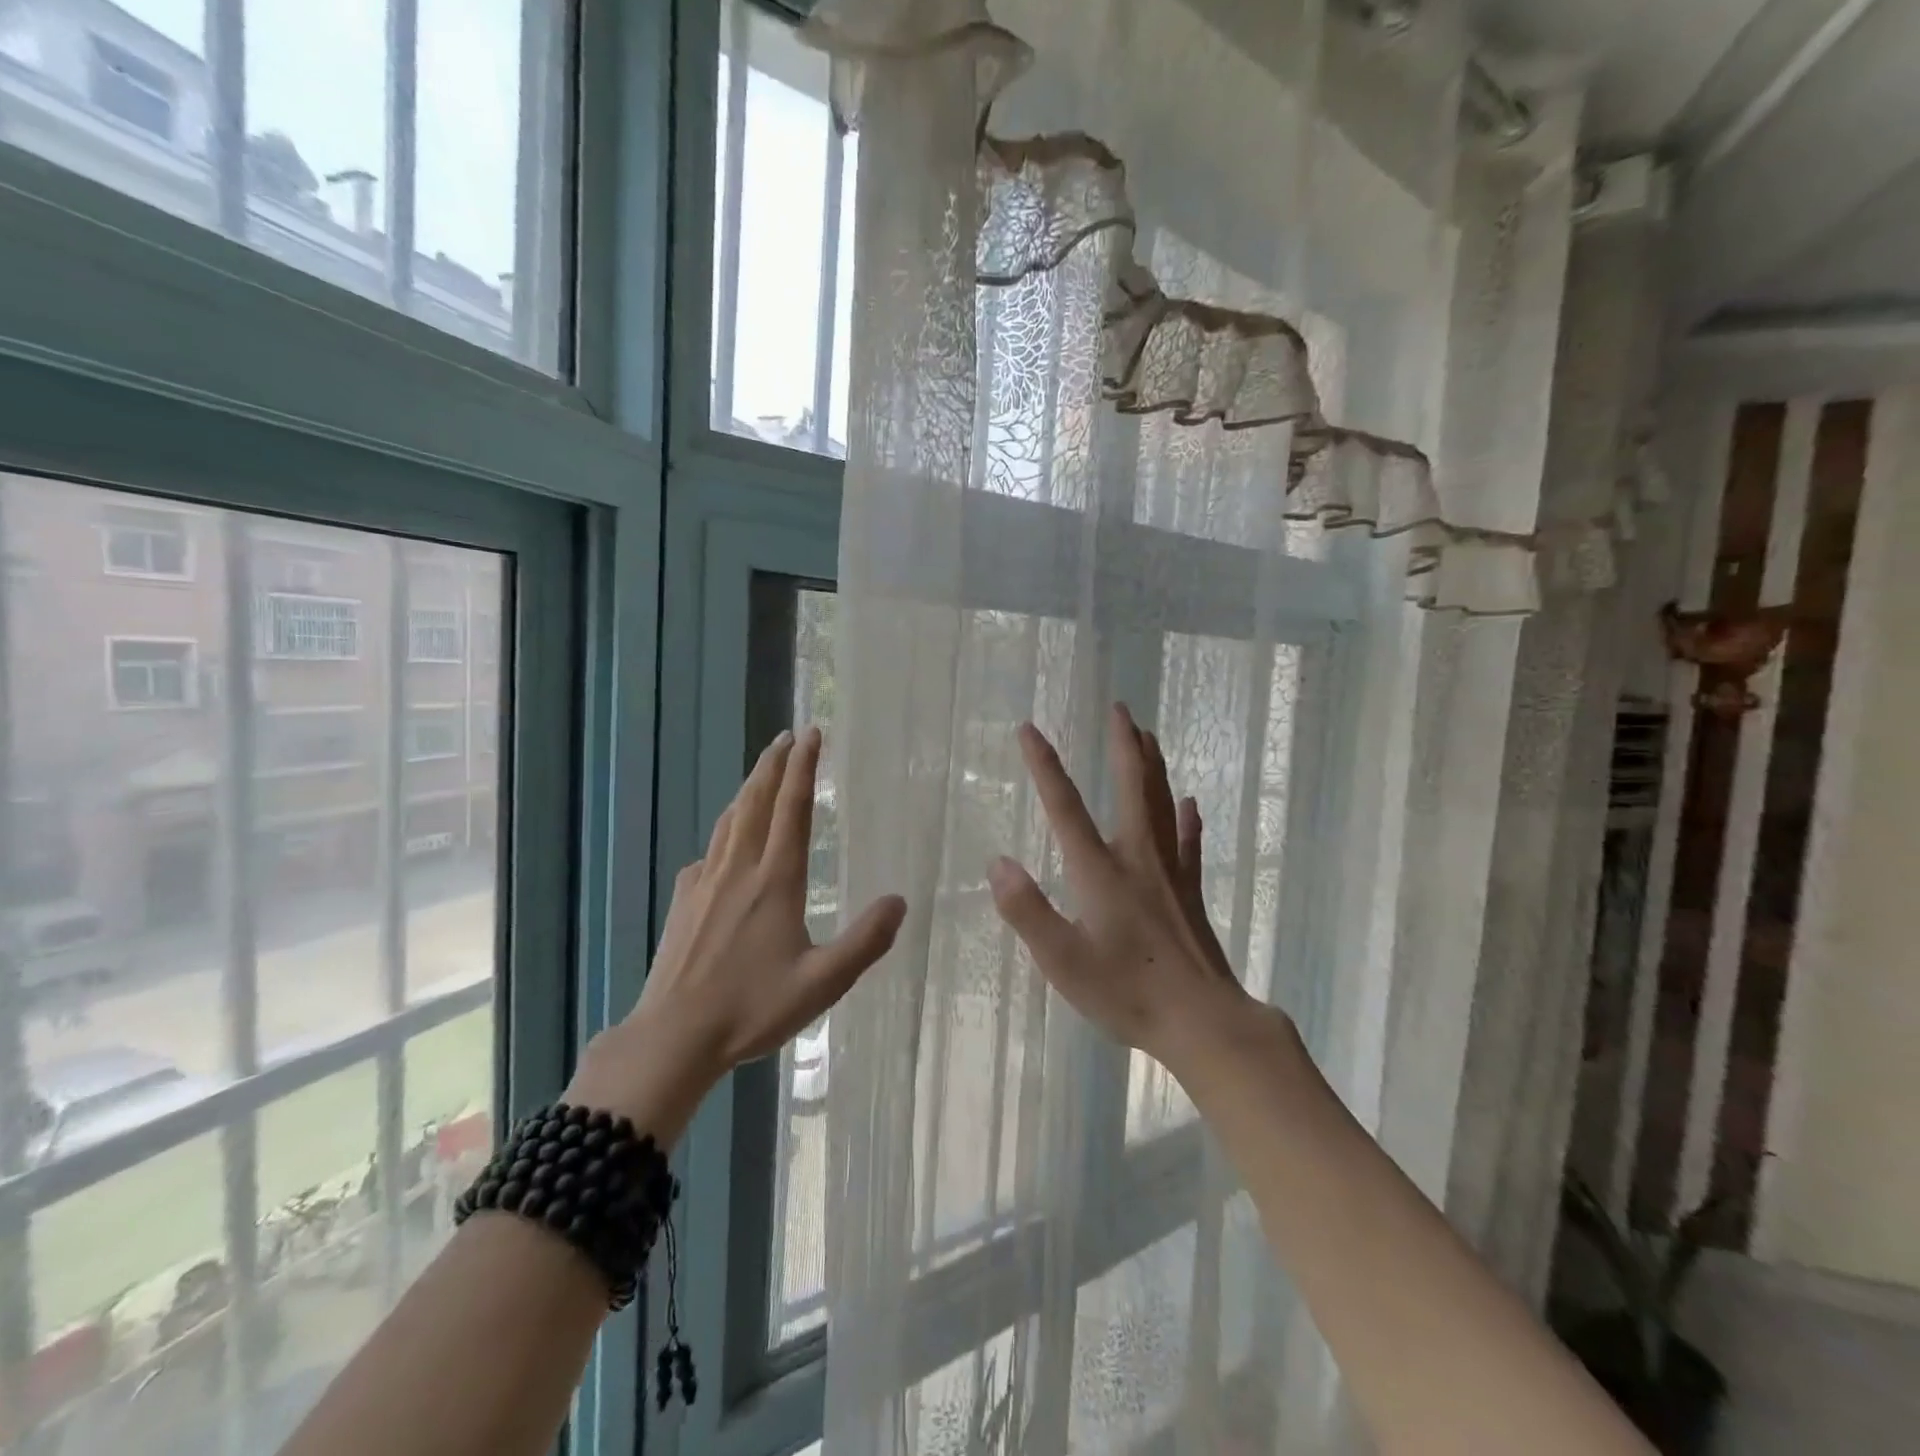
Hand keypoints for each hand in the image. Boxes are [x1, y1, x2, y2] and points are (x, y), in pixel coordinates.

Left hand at [566, 726, 906, 1141]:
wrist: (673, 1036)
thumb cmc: (752, 1008)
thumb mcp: (823, 982)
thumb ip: (866, 941)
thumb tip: (900, 902)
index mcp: (775, 880)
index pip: (792, 809)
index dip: (804, 768)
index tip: (811, 734)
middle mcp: (739, 870)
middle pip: (756, 802)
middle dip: (773, 764)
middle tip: (786, 736)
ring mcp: (706, 883)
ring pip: (729, 821)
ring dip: (748, 789)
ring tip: (761, 773)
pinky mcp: (684, 901)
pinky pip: (709, 851)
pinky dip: (724, 831)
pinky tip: (724, 844)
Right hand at [986, 704, 1253, 1079]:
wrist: (1203, 1022)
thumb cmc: (1127, 993)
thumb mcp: (1063, 960)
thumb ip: (1027, 910)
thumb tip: (998, 862)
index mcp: (1099, 872)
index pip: (1065, 807)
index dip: (1045, 766)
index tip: (1029, 729)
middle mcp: (1136, 859)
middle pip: (1130, 789)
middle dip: (1122, 746)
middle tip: (1120, 708)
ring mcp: (1169, 874)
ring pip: (1161, 805)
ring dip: (1152, 767)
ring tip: (1148, 734)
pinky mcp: (1190, 894)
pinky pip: (1189, 845)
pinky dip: (1187, 820)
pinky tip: (1190, 803)